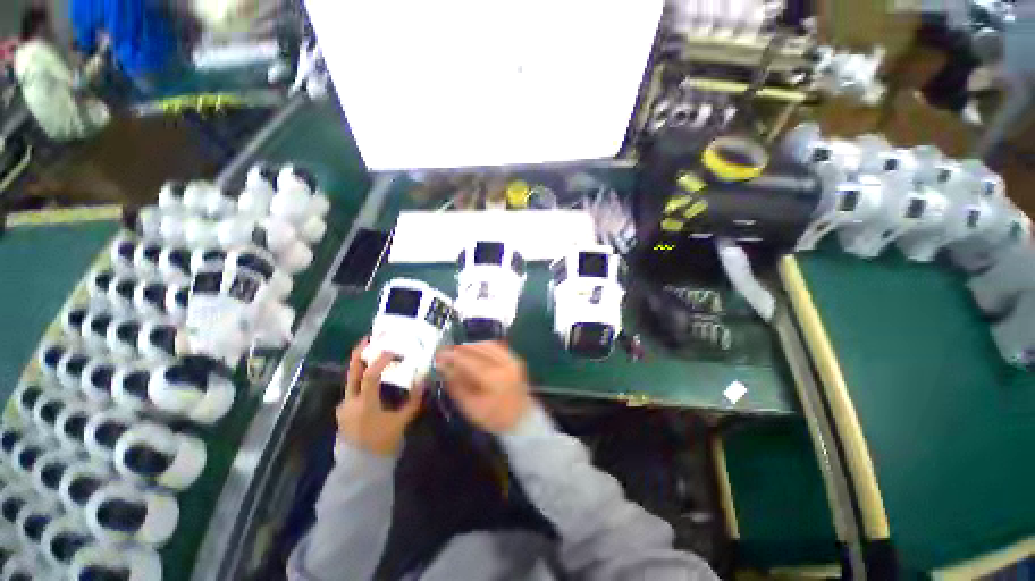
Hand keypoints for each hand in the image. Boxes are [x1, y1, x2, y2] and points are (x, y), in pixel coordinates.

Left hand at [336, 339, 423, 455]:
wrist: (361, 467)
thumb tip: (423, 381)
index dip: (380, 361)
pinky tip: (371, 377)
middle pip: (351, 372)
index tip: (392, 349)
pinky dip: (361, 378)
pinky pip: (352, 388)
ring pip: (350, 379)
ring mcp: (344, 406)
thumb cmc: (383, 443)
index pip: (370, 376)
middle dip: (359, 353)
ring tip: (374, 354)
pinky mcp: (343, 410)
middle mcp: (350, 401)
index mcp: (364, 404)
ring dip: (361, 364)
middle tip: (369, 338)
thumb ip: (413, 400)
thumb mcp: (401, 421)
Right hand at [436, 342, 532, 433]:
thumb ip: (456, 385)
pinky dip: (483, 345)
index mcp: (494, 379)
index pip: (469, 362)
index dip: (452, 357)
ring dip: (471, 345)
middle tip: (445, 351)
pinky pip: (496, 347)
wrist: (521, 420)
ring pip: (488, 345)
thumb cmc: (493, 418)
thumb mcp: (470, 407)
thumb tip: (443, 367)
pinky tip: (473, 349)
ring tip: (457, 350)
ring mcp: (512, 360)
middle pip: (479, 349)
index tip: (438, 355)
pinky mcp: (515, 359)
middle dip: (460, 349)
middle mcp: (505, 365)